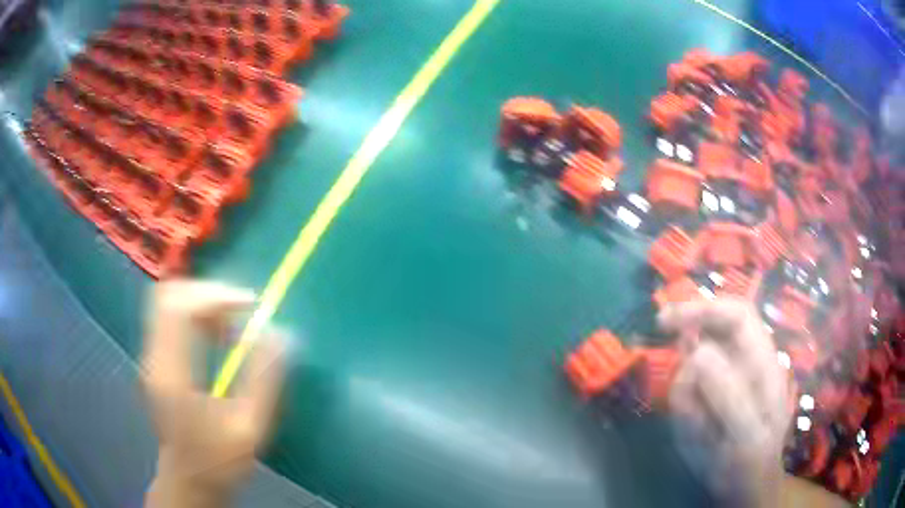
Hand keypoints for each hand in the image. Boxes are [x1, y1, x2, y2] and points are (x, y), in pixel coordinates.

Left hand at [141, 280, 286, 507]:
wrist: (188, 480)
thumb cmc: (218, 460)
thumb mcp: (249, 428)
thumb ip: (264, 380)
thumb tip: (281, 335)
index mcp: (172, 374)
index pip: (179, 307)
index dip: (214, 295)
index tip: (249, 304)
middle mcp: (154, 357)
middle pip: (168, 296)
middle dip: (207, 293)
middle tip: (239, 310)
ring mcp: (151, 357)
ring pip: (168, 303)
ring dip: (202, 303)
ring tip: (232, 325)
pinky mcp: (155, 360)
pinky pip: (170, 319)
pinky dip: (195, 316)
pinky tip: (217, 336)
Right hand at [660, 299, 790, 506]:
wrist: (744, 488)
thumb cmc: (752, 463)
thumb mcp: (746, 435)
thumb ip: (729, 396)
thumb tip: (698, 352)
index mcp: (762, 363)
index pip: (737, 316)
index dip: (705, 309)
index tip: (667, 322)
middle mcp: (743, 365)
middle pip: (712, 336)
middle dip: (687, 349)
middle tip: (663, 364)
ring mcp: (724, 383)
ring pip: (693, 369)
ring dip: (686, 397)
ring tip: (698, 431)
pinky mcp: (708, 401)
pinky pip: (685, 396)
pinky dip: (683, 413)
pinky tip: (696, 434)